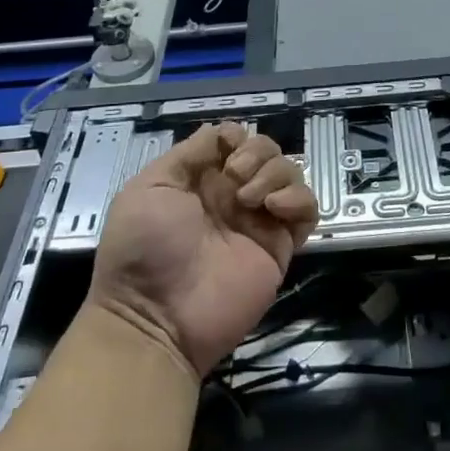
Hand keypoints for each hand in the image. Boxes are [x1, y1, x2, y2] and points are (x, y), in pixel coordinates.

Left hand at [86, 123, 317, 377]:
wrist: (155, 319)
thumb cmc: (142, 248)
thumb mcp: (150, 188)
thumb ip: (188, 154)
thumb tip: (222, 132)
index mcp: (201, 179)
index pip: (236, 139)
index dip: (237, 136)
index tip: (227, 150)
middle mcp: (233, 194)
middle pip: (267, 151)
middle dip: (258, 152)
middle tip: (236, 177)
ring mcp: (258, 220)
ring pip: (290, 173)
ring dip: (275, 173)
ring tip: (250, 199)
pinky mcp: (280, 247)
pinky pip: (307, 211)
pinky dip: (298, 199)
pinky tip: (274, 207)